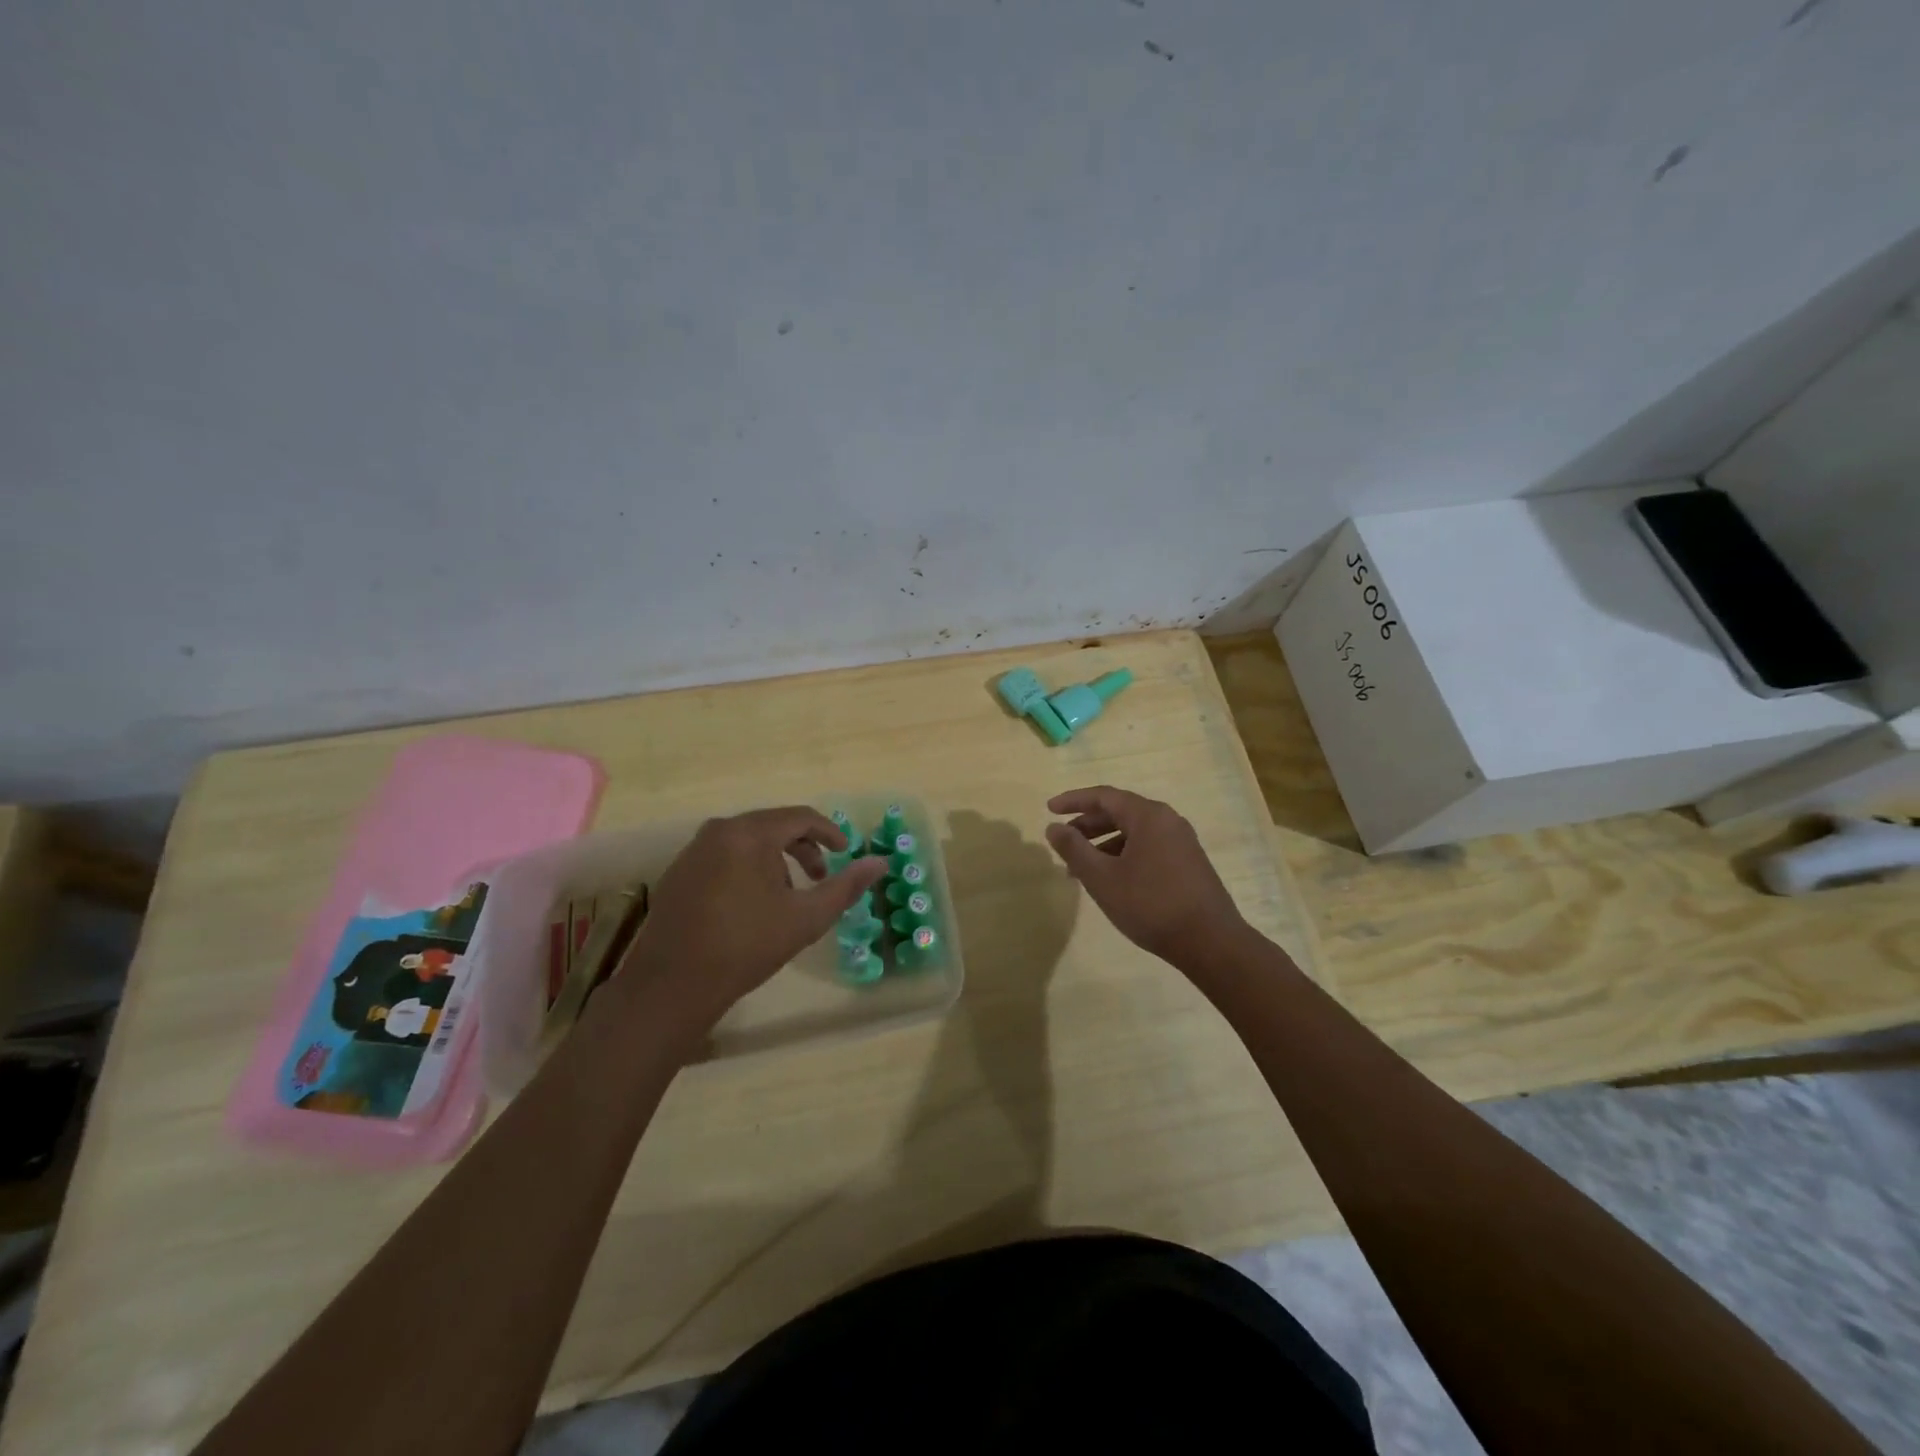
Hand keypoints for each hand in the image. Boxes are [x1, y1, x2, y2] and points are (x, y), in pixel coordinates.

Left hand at [619, 807, 886, 1031]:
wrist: (671, 986)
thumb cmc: (746, 946)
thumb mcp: (806, 918)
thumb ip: (846, 886)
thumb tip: (880, 863)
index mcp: (750, 834)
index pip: (800, 817)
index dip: (829, 832)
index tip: (846, 852)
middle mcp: (718, 831)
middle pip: (772, 826)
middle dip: (802, 848)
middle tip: (820, 875)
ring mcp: (693, 851)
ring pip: (747, 841)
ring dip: (775, 859)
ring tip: (786, 896)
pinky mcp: (678, 872)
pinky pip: (724, 856)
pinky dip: (747, 868)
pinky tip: (752, 904)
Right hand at [1045, 786, 1248, 967]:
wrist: (1210, 942)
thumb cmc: (1151, 905)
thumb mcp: (1102, 878)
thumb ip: (1074, 849)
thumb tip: (1053, 827)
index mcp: (1148, 816)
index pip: (1104, 796)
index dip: (1074, 801)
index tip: (1049, 809)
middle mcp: (1168, 820)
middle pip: (1120, 811)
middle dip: (1087, 824)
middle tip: (1063, 840)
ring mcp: (1181, 841)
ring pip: (1134, 832)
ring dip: (1103, 844)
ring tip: (1080, 868)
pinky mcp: (1188, 862)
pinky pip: (1148, 847)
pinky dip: (1123, 855)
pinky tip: (1111, 880)